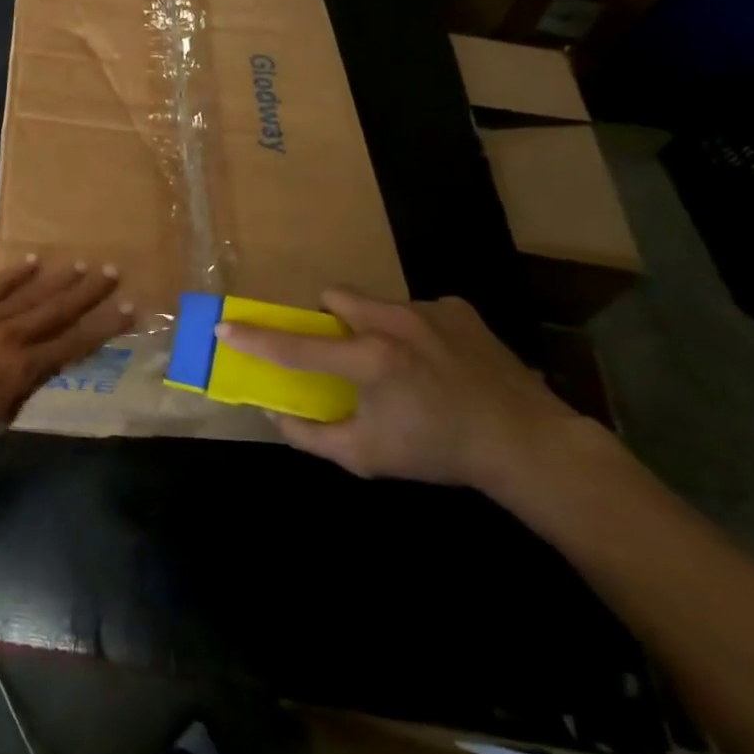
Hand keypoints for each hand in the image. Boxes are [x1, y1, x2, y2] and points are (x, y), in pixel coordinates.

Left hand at [0, 257, 131, 450]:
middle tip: (112, 272)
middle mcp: (10, 338)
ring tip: (81, 264)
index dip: (104, 327)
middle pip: (56, 310)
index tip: (128, 309)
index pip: (74, 344)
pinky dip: (14, 275)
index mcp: (24, 370)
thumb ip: (26, 387)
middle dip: (87, 292)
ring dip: (57, 279)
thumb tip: (43, 365)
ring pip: (28, 294)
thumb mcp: (2, 417)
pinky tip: (33, 262)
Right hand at [217, 289, 590, 493]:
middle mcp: (394, 323)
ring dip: (370, 325)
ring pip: (375, 303)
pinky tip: (436, 361)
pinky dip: (412, 330)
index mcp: (369, 360)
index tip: (224, 326)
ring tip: (397, 361)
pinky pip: (415, 309)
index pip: (296, 346)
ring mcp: (429, 310)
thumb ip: (311, 436)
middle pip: (334, 297)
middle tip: (340, 351)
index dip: (255, 338)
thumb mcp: (367, 456)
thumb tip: (273, 414)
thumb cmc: (439, 452)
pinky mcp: (458, 308)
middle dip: (326, 318)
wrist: (529, 445)